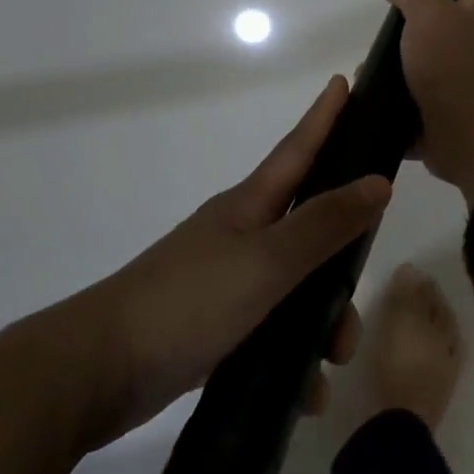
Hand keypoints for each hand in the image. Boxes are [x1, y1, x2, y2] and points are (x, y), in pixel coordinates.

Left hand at [75, 76, 387, 445]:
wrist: (94, 373)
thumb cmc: (186, 302)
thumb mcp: (266, 262)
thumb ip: (324, 224)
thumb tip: (379, 182)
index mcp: (249, 207)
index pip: (298, 149)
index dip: (324, 117)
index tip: (345, 81)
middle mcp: (241, 235)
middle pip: (309, 228)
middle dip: (343, 257)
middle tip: (363, 287)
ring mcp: (226, 281)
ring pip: (297, 287)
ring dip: (323, 321)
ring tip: (332, 361)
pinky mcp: (216, 326)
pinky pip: (273, 331)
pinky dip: (294, 357)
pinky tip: (305, 392)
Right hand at [379, 0, 473, 202]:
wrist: (466, 130)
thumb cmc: (451, 62)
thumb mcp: (430, 14)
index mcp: (467, 21)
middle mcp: (463, 53)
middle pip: (443, 29)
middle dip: (421, 22)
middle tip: (390, 16)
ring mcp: (450, 89)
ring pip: (418, 73)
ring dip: (393, 71)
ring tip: (362, 70)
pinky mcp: (434, 123)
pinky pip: (405, 114)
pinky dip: (388, 112)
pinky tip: (365, 107)